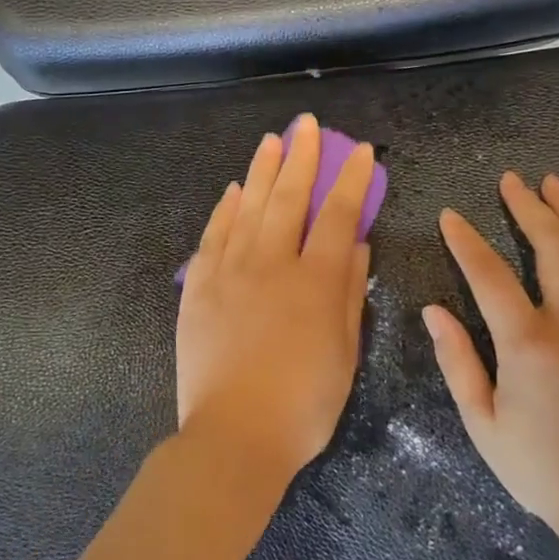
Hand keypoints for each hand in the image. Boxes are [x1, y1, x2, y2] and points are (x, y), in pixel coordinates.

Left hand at [176, 114, 374, 489]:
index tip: (359, 151)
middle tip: (308, 125)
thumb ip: (350, 294)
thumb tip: (356, 246)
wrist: (235, 434)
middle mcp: (273, 264)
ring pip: (249, 207)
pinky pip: (213, 236)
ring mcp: (230, 272)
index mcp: (316, 281)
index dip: (351, 180)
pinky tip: (235, 189)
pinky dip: (226, 209)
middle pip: (289, 198)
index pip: (338, 215)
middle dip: (303, 157)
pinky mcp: (199, 288)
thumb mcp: (346, 353)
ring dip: (263, 170)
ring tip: (273, 140)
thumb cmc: (304, 404)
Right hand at [423, 173, 558, 553]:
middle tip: (512, 182)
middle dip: (528, 206)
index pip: (488, 274)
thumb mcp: (482, 423)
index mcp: (528, 343)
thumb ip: (458, 361)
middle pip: (552, 245)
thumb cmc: (541, 469)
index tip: (450, 216)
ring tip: (556, 185)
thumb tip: (434, 311)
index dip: (465, 241)